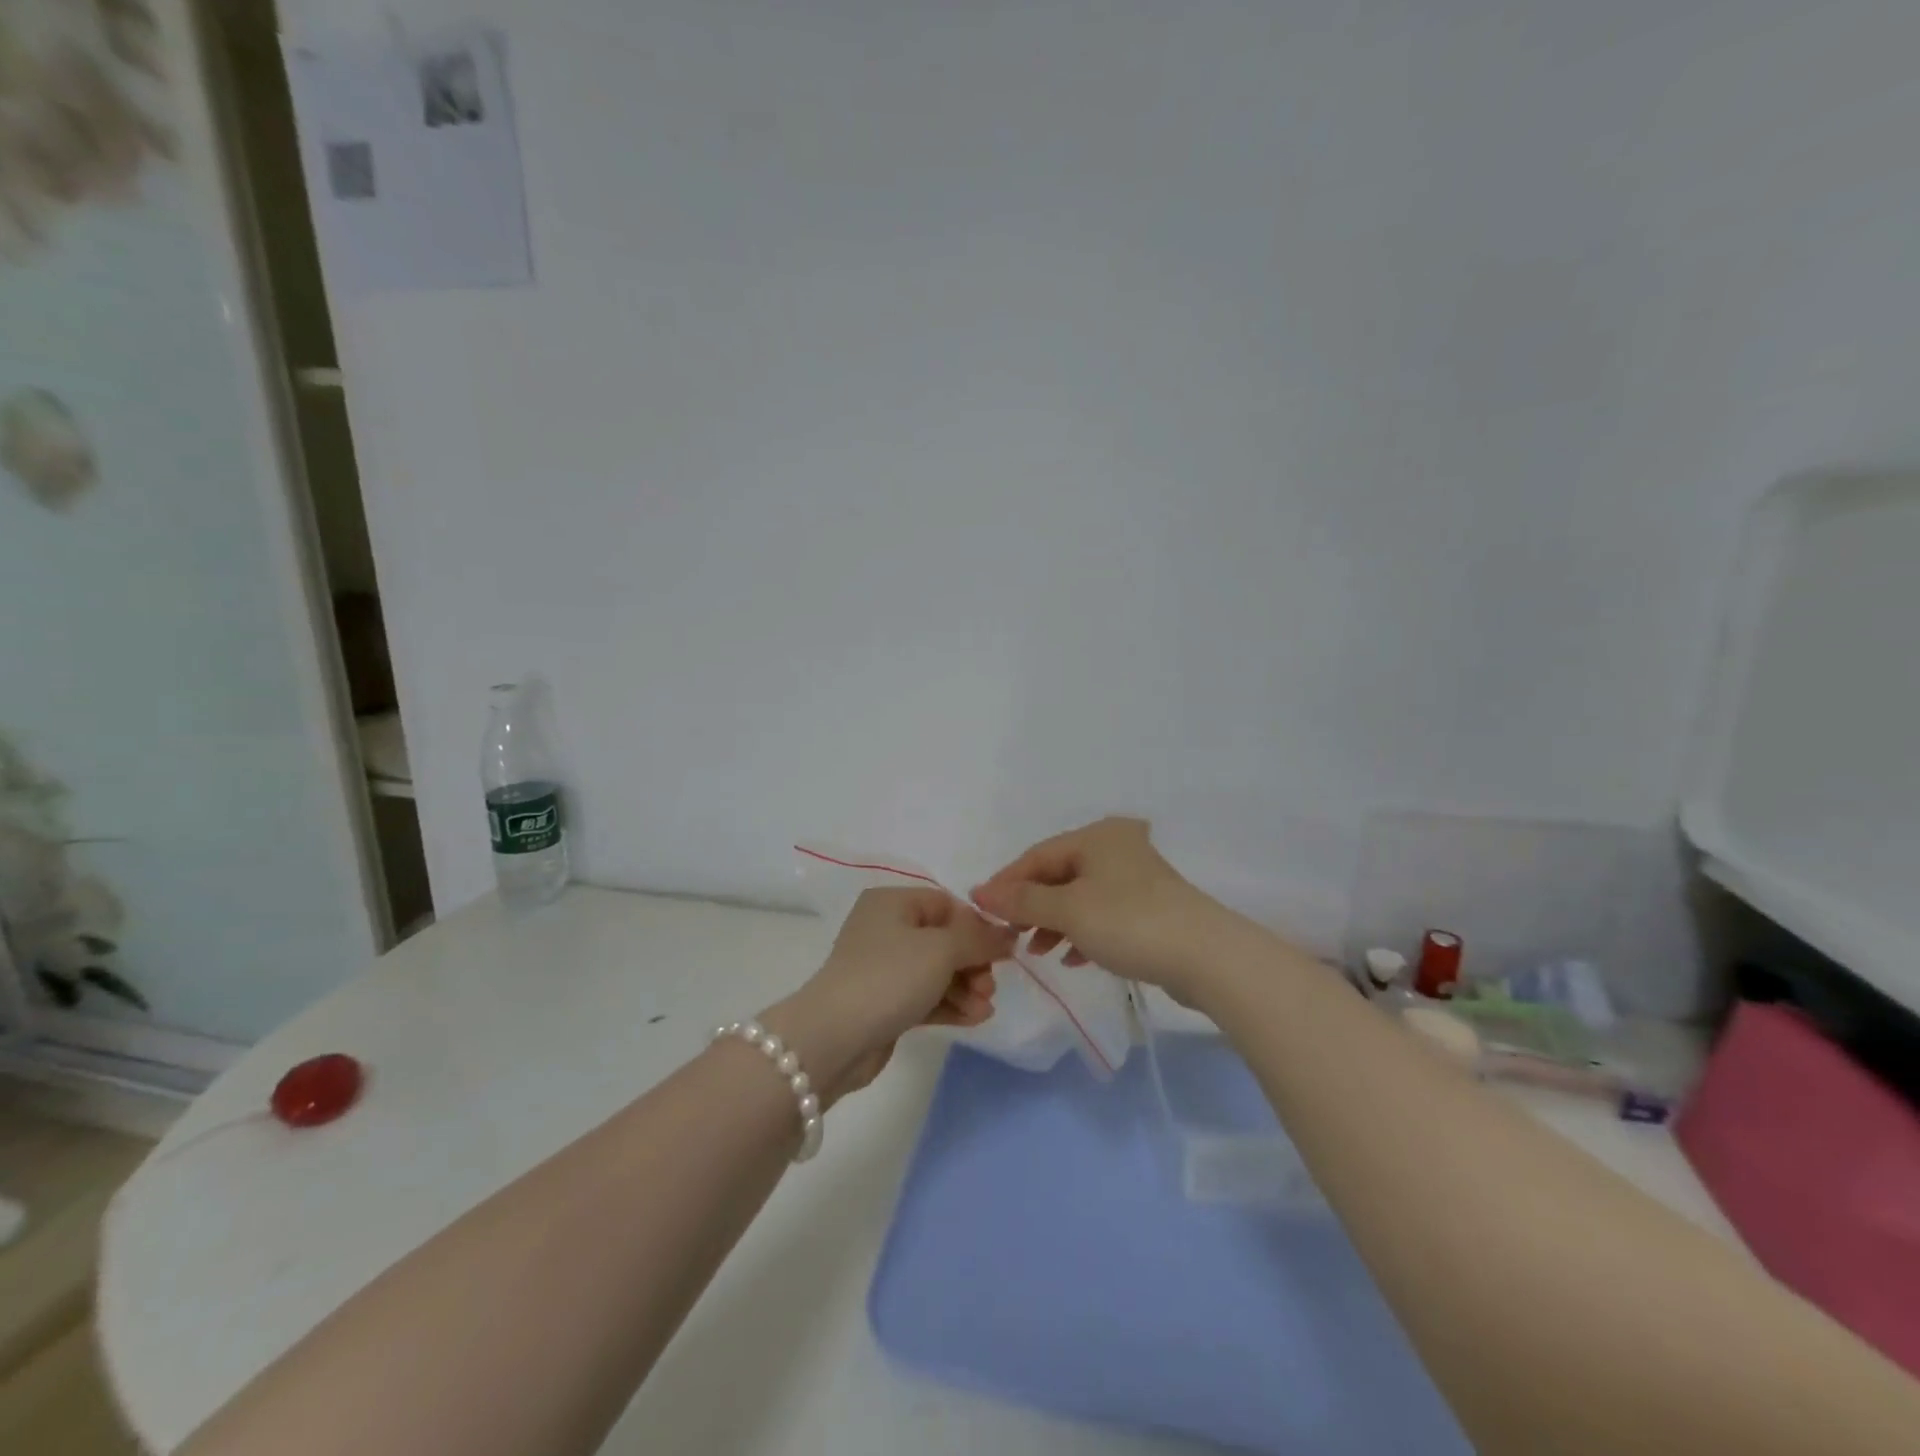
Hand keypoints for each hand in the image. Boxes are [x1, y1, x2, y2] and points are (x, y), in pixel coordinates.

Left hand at [762, 888, 1011, 1105]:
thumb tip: (1008, 935)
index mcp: (893, 903)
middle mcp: (886, 929)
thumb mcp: (941, 949)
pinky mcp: (884, 1004)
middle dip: (973, 963)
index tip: (1001, 952)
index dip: (976, 926)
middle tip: (989, 988)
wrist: (834, 1038)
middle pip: (944, 939)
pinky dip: (950, 1005)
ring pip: (937, 971)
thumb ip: (980, 939)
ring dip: (966, 988)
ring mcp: (883, 969)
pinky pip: (926, 997)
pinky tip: (975, 1019)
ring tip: (985, 1009)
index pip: (946, 904)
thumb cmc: (889, 977)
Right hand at [972, 817, 1233, 998]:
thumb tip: (980, 893)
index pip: (1036, 856)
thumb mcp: (1068, 910)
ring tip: (1036, 951)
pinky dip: (1081, 933)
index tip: (980, 912)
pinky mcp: (1149, 908)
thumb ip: (1022, 902)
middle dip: (1030, 906)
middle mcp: (1116, 847)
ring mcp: (1135, 878)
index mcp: (1096, 836)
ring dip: (1053, 923)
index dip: (1006, 883)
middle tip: (1008, 935)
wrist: (1206, 956)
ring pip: (1079, 896)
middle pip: (1058, 875)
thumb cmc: (1129, 922)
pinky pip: (1101, 915)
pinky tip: (1070, 959)